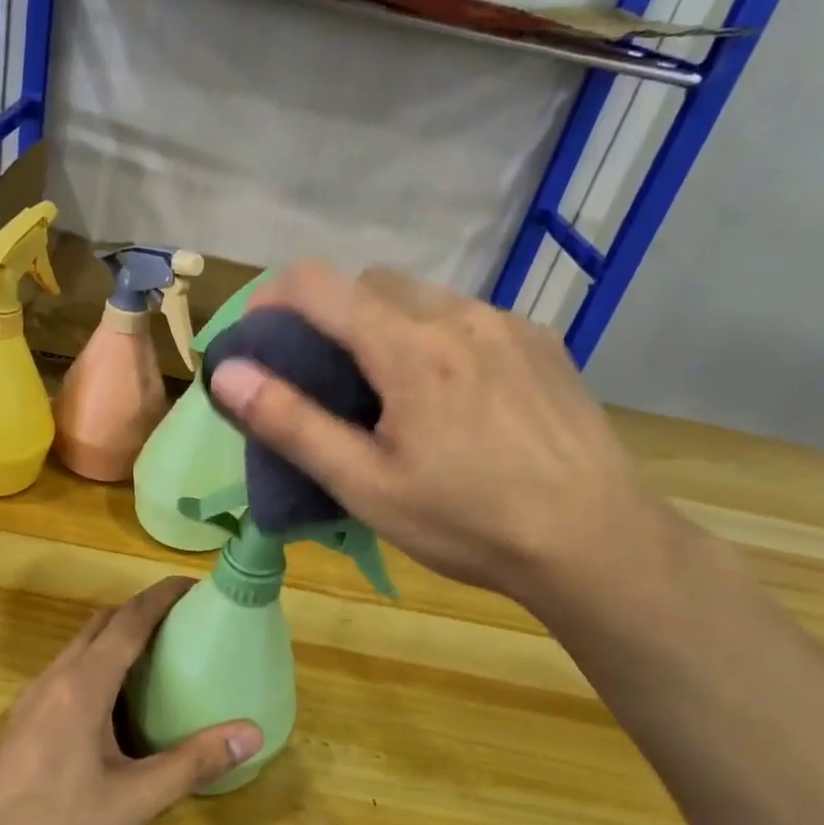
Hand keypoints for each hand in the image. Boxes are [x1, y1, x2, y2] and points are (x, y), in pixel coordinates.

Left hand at [0, 577, 261, 824]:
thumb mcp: (134, 802)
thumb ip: (192, 763)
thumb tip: (252, 733)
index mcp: (83, 685)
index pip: (129, 620)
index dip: (162, 597)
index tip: (194, 585)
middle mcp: (54, 680)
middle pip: (100, 625)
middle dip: (140, 612)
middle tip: (182, 623)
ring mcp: (31, 702)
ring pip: (79, 650)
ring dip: (115, 639)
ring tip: (155, 659)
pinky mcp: (21, 726)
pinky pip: (66, 675)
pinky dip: (96, 667)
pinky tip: (114, 708)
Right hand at [207, 262, 671, 612]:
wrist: (597, 542)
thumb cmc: (468, 522)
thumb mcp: (365, 485)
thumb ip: (291, 423)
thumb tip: (227, 374)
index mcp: (409, 348)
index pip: (319, 283)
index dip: (275, 299)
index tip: (261, 340)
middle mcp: (459, 316)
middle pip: (371, 282)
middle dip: (332, 313)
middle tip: (325, 376)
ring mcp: (508, 324)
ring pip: (423, 298)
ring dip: (386, 324)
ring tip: (389, 391)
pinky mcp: (541, 342)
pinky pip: (468, 318)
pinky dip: (436, 337)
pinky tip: (452, 398)